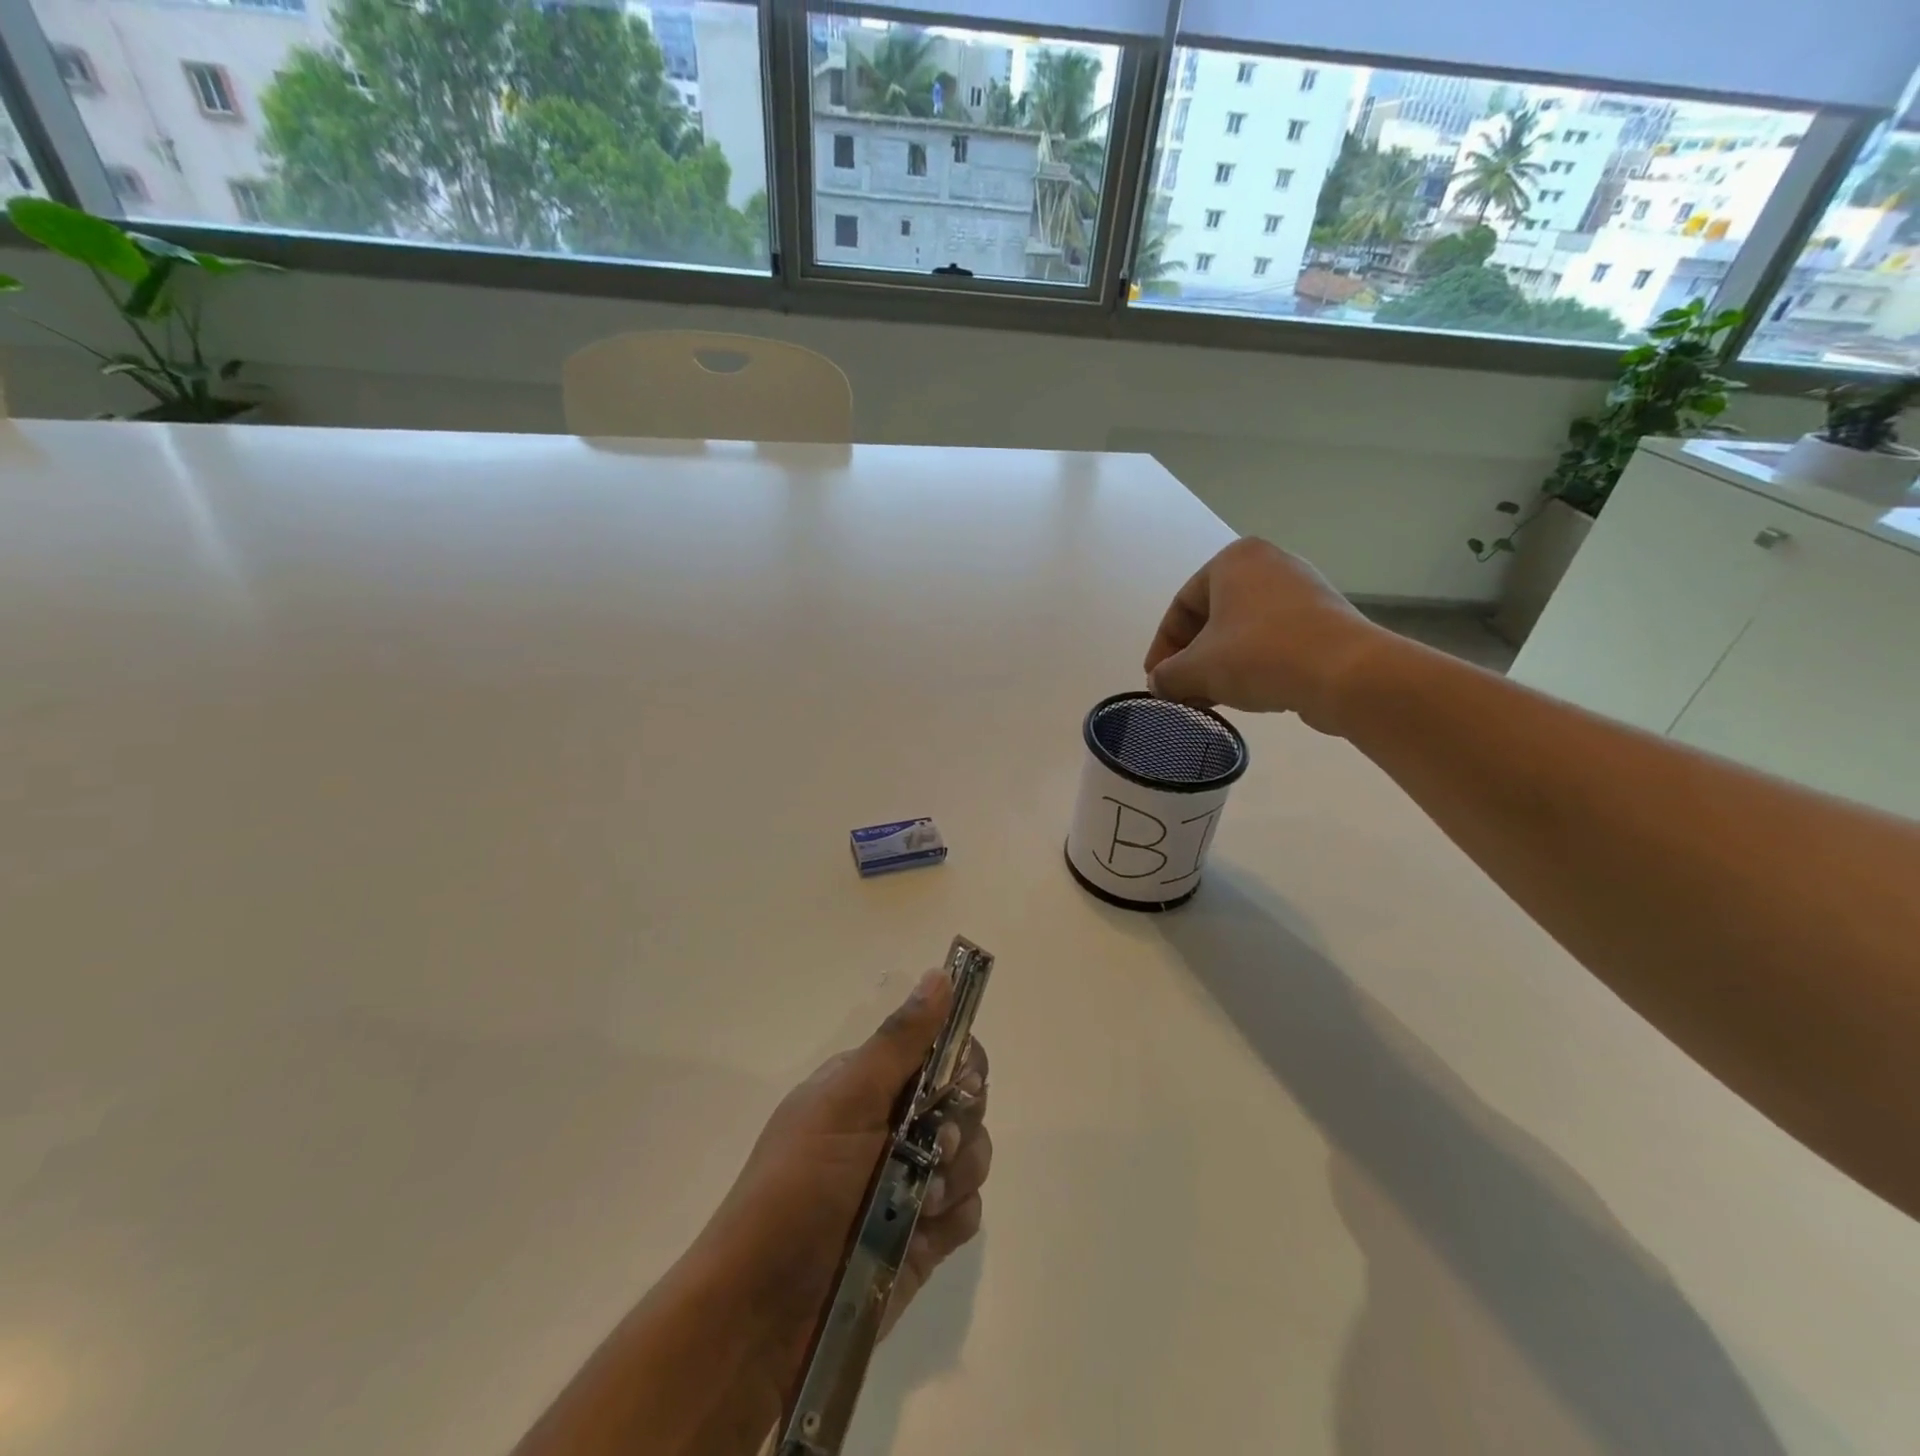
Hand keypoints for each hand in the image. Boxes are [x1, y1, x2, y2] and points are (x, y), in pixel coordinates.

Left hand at [700, 969, 990, 1395]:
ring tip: (920, 1202)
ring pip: (973, 1154)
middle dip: (960, 1122)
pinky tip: (923, 1234)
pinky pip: (968, 1211)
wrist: (763, 1315)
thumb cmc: (799, 1188)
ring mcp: (911, 1181)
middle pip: (965, 1100)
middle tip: (934, 1146)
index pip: (939, 1050)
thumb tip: (940, 974)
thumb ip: (900, 1041)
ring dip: (957, 1175)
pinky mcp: (923, 1236)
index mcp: (871, 1085)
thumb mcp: (846, 1101)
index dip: (958, 1061)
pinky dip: (953, 1219)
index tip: (954, 1084)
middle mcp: (895, 1125)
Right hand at [1143, 538, 1387, 733]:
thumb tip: (1160, 684)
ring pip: (1242, 629)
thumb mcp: (1197, 669)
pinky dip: (1253, 663)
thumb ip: (1167, 675)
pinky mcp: (1325, 617)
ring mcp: (1302, 588)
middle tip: (1182, 691)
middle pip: (1212, 617)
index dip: (1162, 648)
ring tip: (1211, 698)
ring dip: (1220, 664)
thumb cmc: (1259, 656)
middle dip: (1192, 658)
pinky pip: (1274, 638)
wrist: (1346, 673)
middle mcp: (1268, 563)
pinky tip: (1247, 692)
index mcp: (1233, 560)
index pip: (1181, 606)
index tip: (1156, 680)